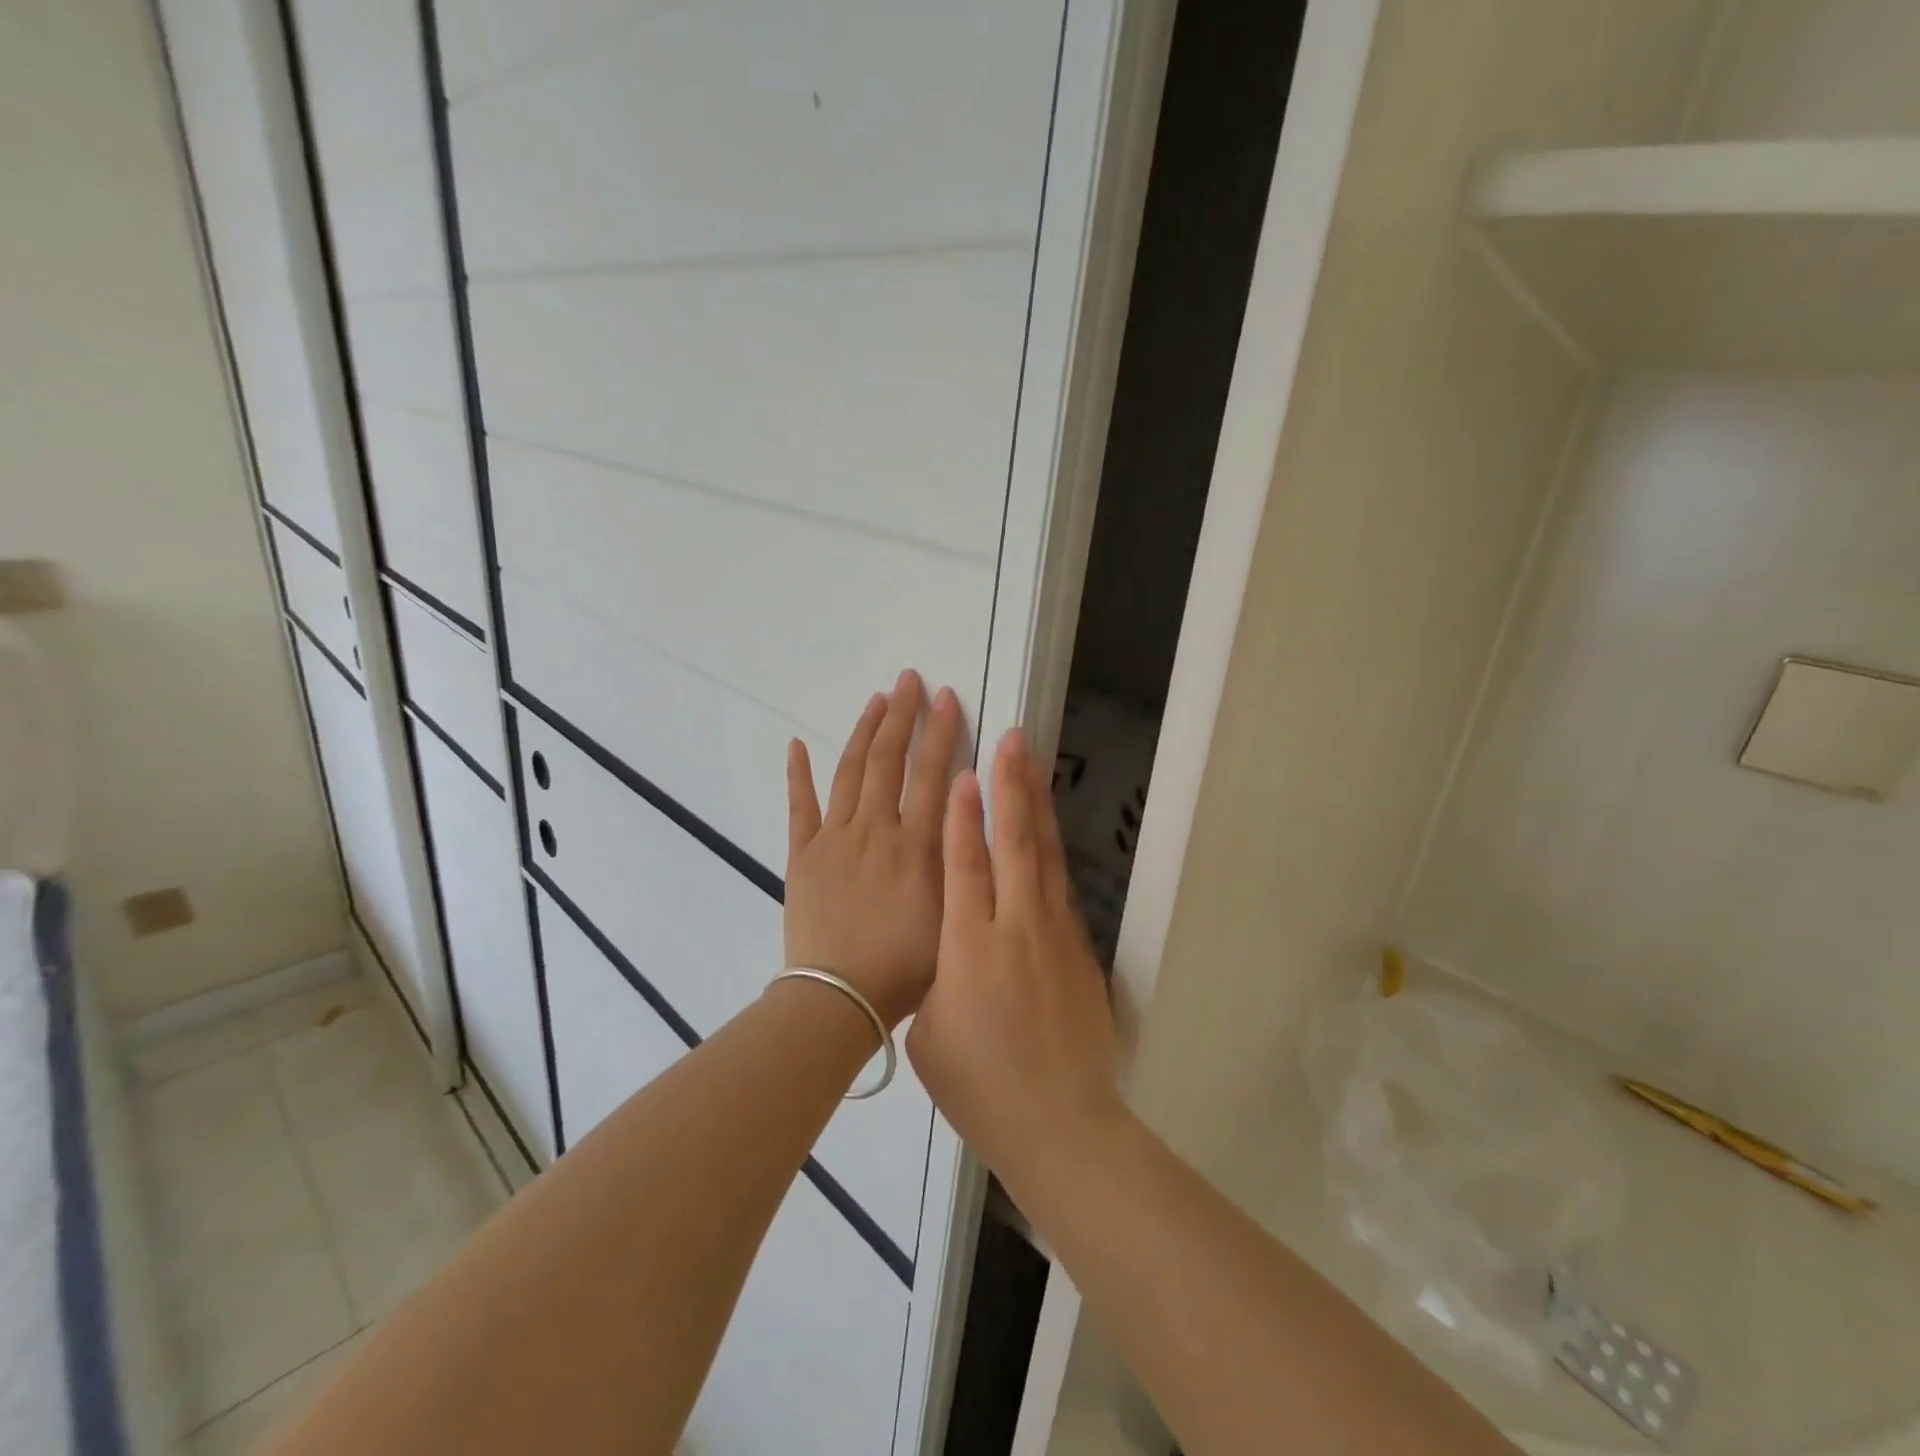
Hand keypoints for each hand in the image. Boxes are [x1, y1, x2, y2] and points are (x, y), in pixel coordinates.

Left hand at [784, 670, 963, 1027]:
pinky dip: (798, 773)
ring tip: (876, 700)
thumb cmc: (905, 968)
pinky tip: (796, 745)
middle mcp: (875, 830)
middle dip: (902, 716)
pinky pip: (799, 806)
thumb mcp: (952, 916)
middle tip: (909, 680)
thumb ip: (961, 862)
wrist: (838, 998)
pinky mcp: (801, 855)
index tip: (947, 697)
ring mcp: (833, 839)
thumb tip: (970, 813)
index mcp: (915, 845)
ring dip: (862, 732)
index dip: (942, 732)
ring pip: (848, 772)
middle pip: (888, 760)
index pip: (933, 774)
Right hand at [907, 728, 1122, 1190]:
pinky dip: (1052, 849)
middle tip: (1011, 739)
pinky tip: (1049, 831)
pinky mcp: (1079, 949)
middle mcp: (1016, 928)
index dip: (964, 815)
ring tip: (1034, 764)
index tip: (966, 770)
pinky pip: (1061, 886)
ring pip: (1045, 856)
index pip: (966, 865)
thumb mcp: (932, 1032)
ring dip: (1037, 806)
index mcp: (970, 948)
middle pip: (1014, 844)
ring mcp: (1055, 935)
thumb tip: (947, 944)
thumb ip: (937, 975)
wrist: (1060, 1125)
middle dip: (1010, 787)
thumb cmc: (980, 1087)